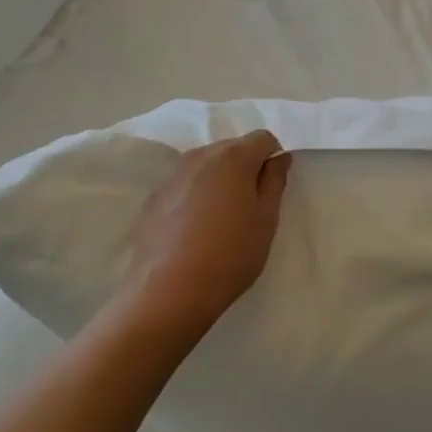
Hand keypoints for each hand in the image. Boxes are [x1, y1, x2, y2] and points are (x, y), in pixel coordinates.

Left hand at [127, 132, 290, 334]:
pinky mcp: (153, 198)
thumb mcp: (266, 219)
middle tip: (249, 206)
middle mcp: (200, 156)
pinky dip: (194, 196)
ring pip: (206, 166)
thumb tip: (278, 157)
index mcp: (233, 156)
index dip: (273, 158)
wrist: (169, 293)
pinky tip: (194, 230)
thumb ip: (275, 180)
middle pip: (232, 149)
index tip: (272, 188)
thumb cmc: (230, 254)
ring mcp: (172, 176)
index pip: (263, 138)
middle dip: (245, 168)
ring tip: (220, 219)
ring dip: (219, 181)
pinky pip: (184, 185)